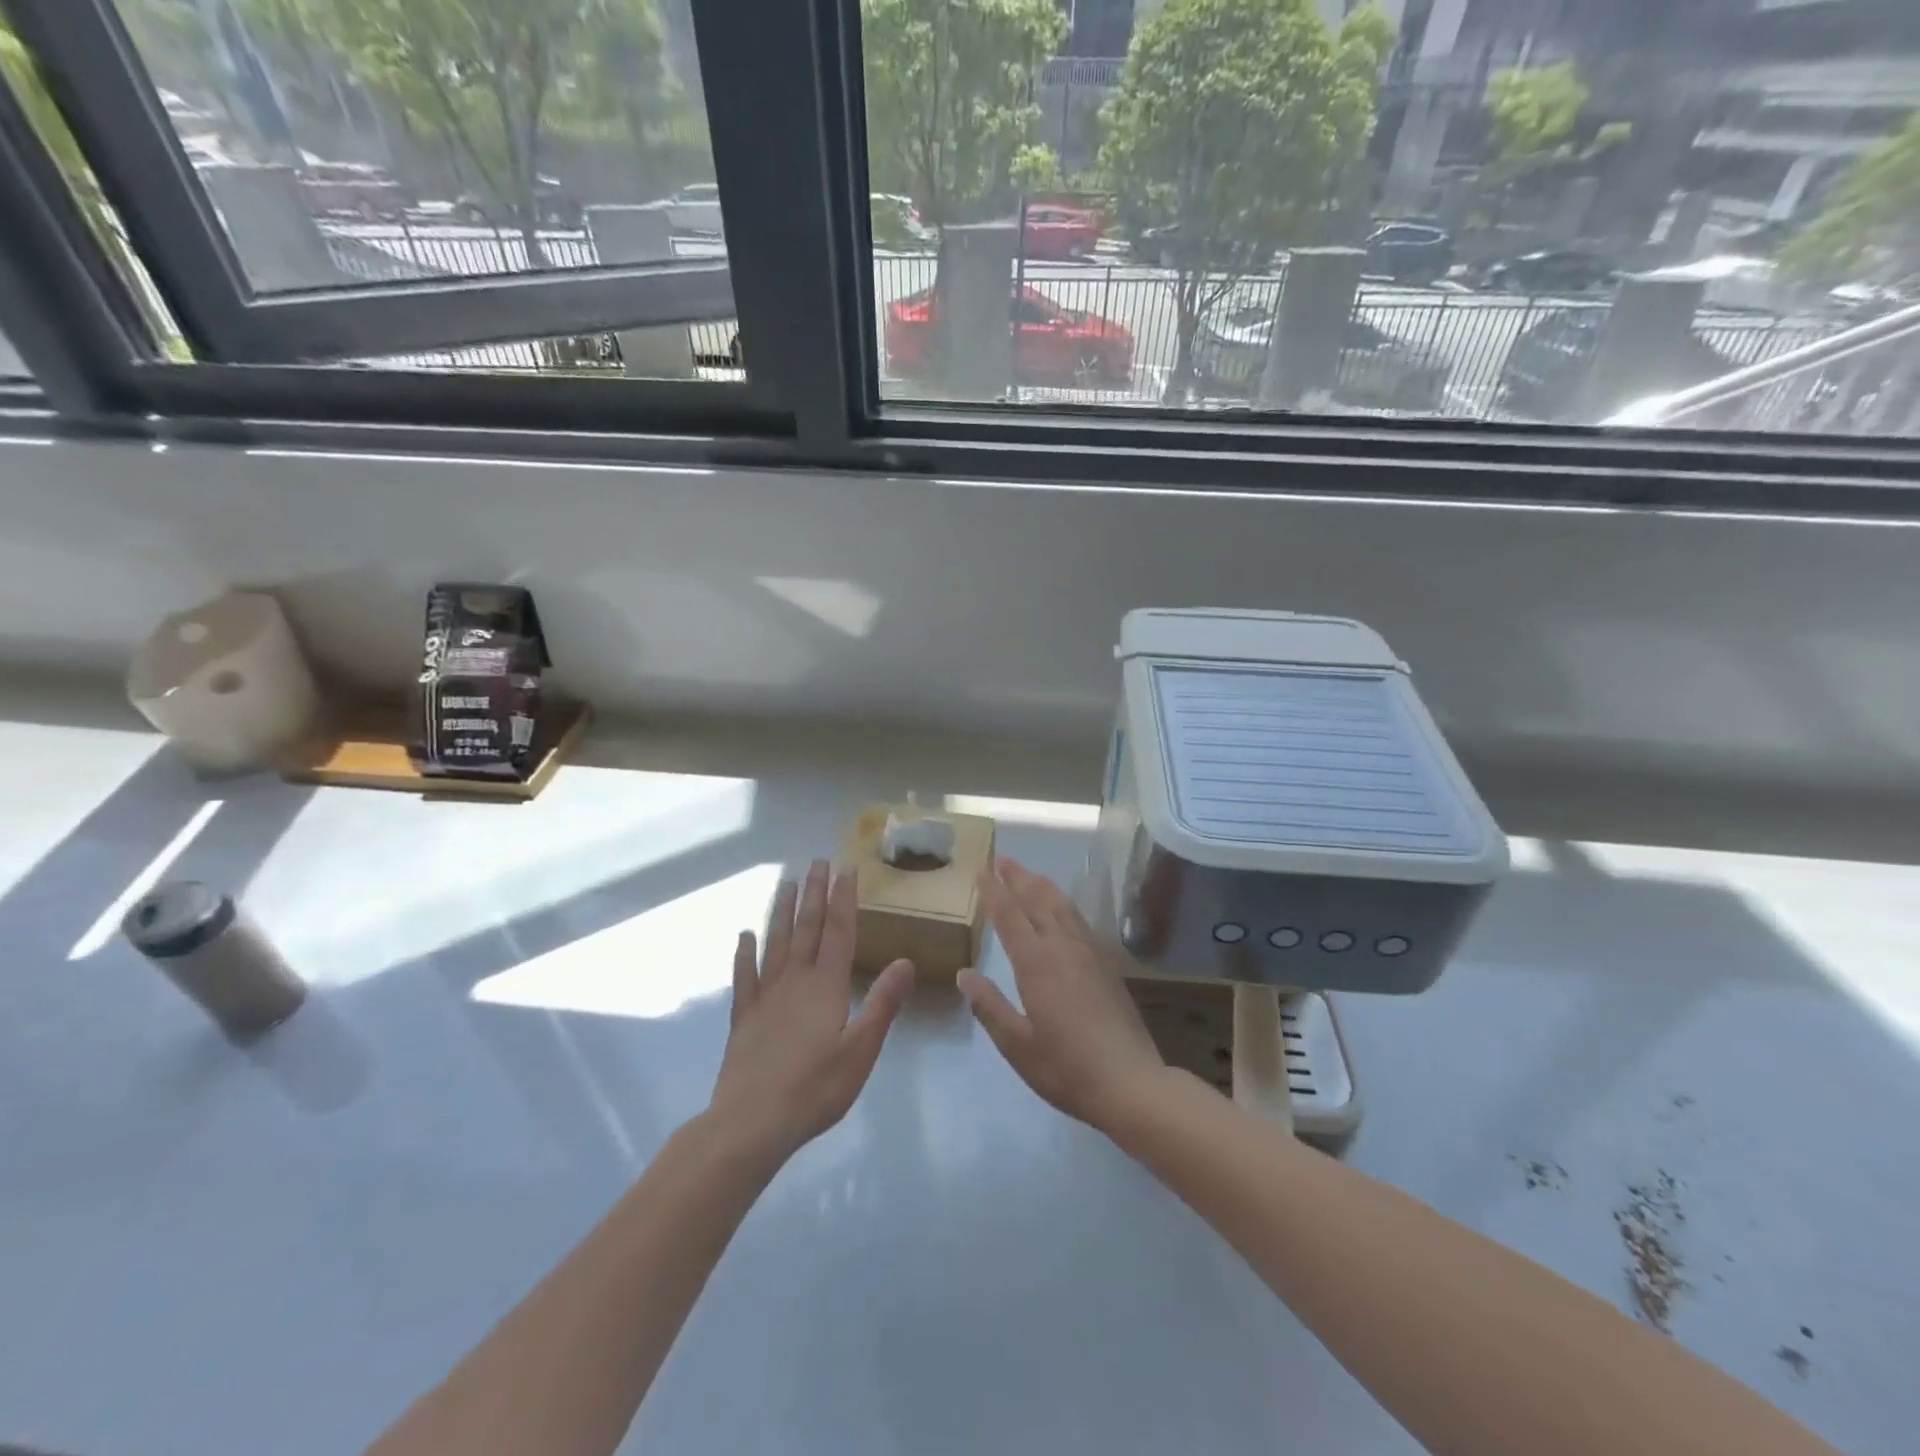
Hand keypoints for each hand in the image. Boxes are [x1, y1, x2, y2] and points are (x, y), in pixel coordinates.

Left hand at [708, 860, 914, 1160]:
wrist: (751, 1123)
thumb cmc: (815, 1089)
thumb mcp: (861, 1050)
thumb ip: (882, 1004)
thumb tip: (906, 961)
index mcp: (826, 986)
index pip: (838, 932)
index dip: (843, 898)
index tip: (846, 868)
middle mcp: (795, 981)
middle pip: (807, 928)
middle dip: (815, 893)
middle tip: (817, 861)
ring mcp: (765, 997)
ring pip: (776, 943)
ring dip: (783, 912)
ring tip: (787, 883)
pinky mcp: (744, 1018)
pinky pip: (744, 977)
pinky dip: (745, 954)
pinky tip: (745, 936)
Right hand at [957, 858, 1166, 1132]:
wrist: (1130, 1082)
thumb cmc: (1066, 1068)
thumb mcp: (1017, 1045)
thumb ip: (989, 1007)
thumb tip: (964, 975)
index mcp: (1036, 964)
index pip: (1010, 916)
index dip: (995, 892)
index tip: (983, 870)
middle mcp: (1063, 948)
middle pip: (1037, 902)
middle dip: (1018, 879)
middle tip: (1002, 859)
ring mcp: (1089, 954)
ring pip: (1062, 907)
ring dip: (1043, 887)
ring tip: (1030, 875)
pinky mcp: (1107, 965)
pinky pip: (1080, 921)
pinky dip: (1065, 905)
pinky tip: (1064, 909)